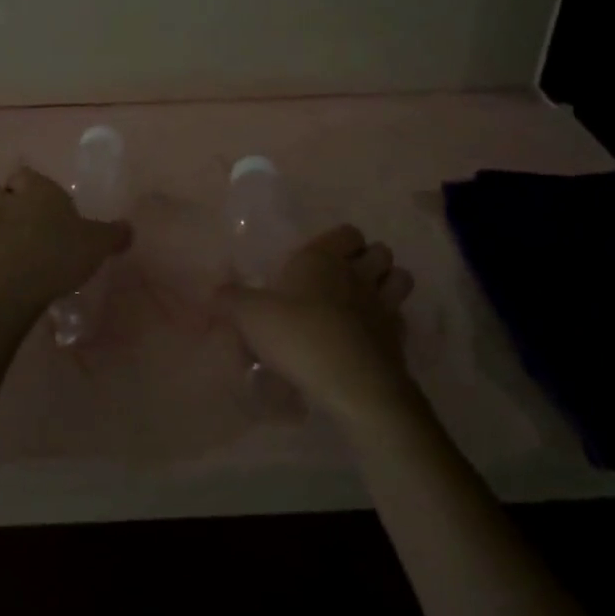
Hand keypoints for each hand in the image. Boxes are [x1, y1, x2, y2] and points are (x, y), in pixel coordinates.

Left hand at [0, 165, 132, 315]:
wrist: (12, 287)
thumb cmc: (59, 255)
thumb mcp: (98, 244)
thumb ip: (114, 235)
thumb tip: (128, 229)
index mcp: (37, 191)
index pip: (24, 173)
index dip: (27, 183)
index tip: (37, 198)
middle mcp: (6, 202)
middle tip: (15, 218)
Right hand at [224, 224, 421, 428]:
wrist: (352, 383)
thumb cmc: (298, 336)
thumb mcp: (250, 316)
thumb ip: (230, 300)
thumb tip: (214, 291)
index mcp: (324, 258)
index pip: (347, 232)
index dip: (339, 241)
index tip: (319, 259)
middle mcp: (358, 274)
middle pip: (380, 251)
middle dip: (368, 260)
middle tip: (343, 279)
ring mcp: (384, 305)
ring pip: (400, 278)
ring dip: (388, 284)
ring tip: (365, 302)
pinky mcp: (399, 338)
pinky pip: (400, 319)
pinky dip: (389, 323)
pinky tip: (370, 337)